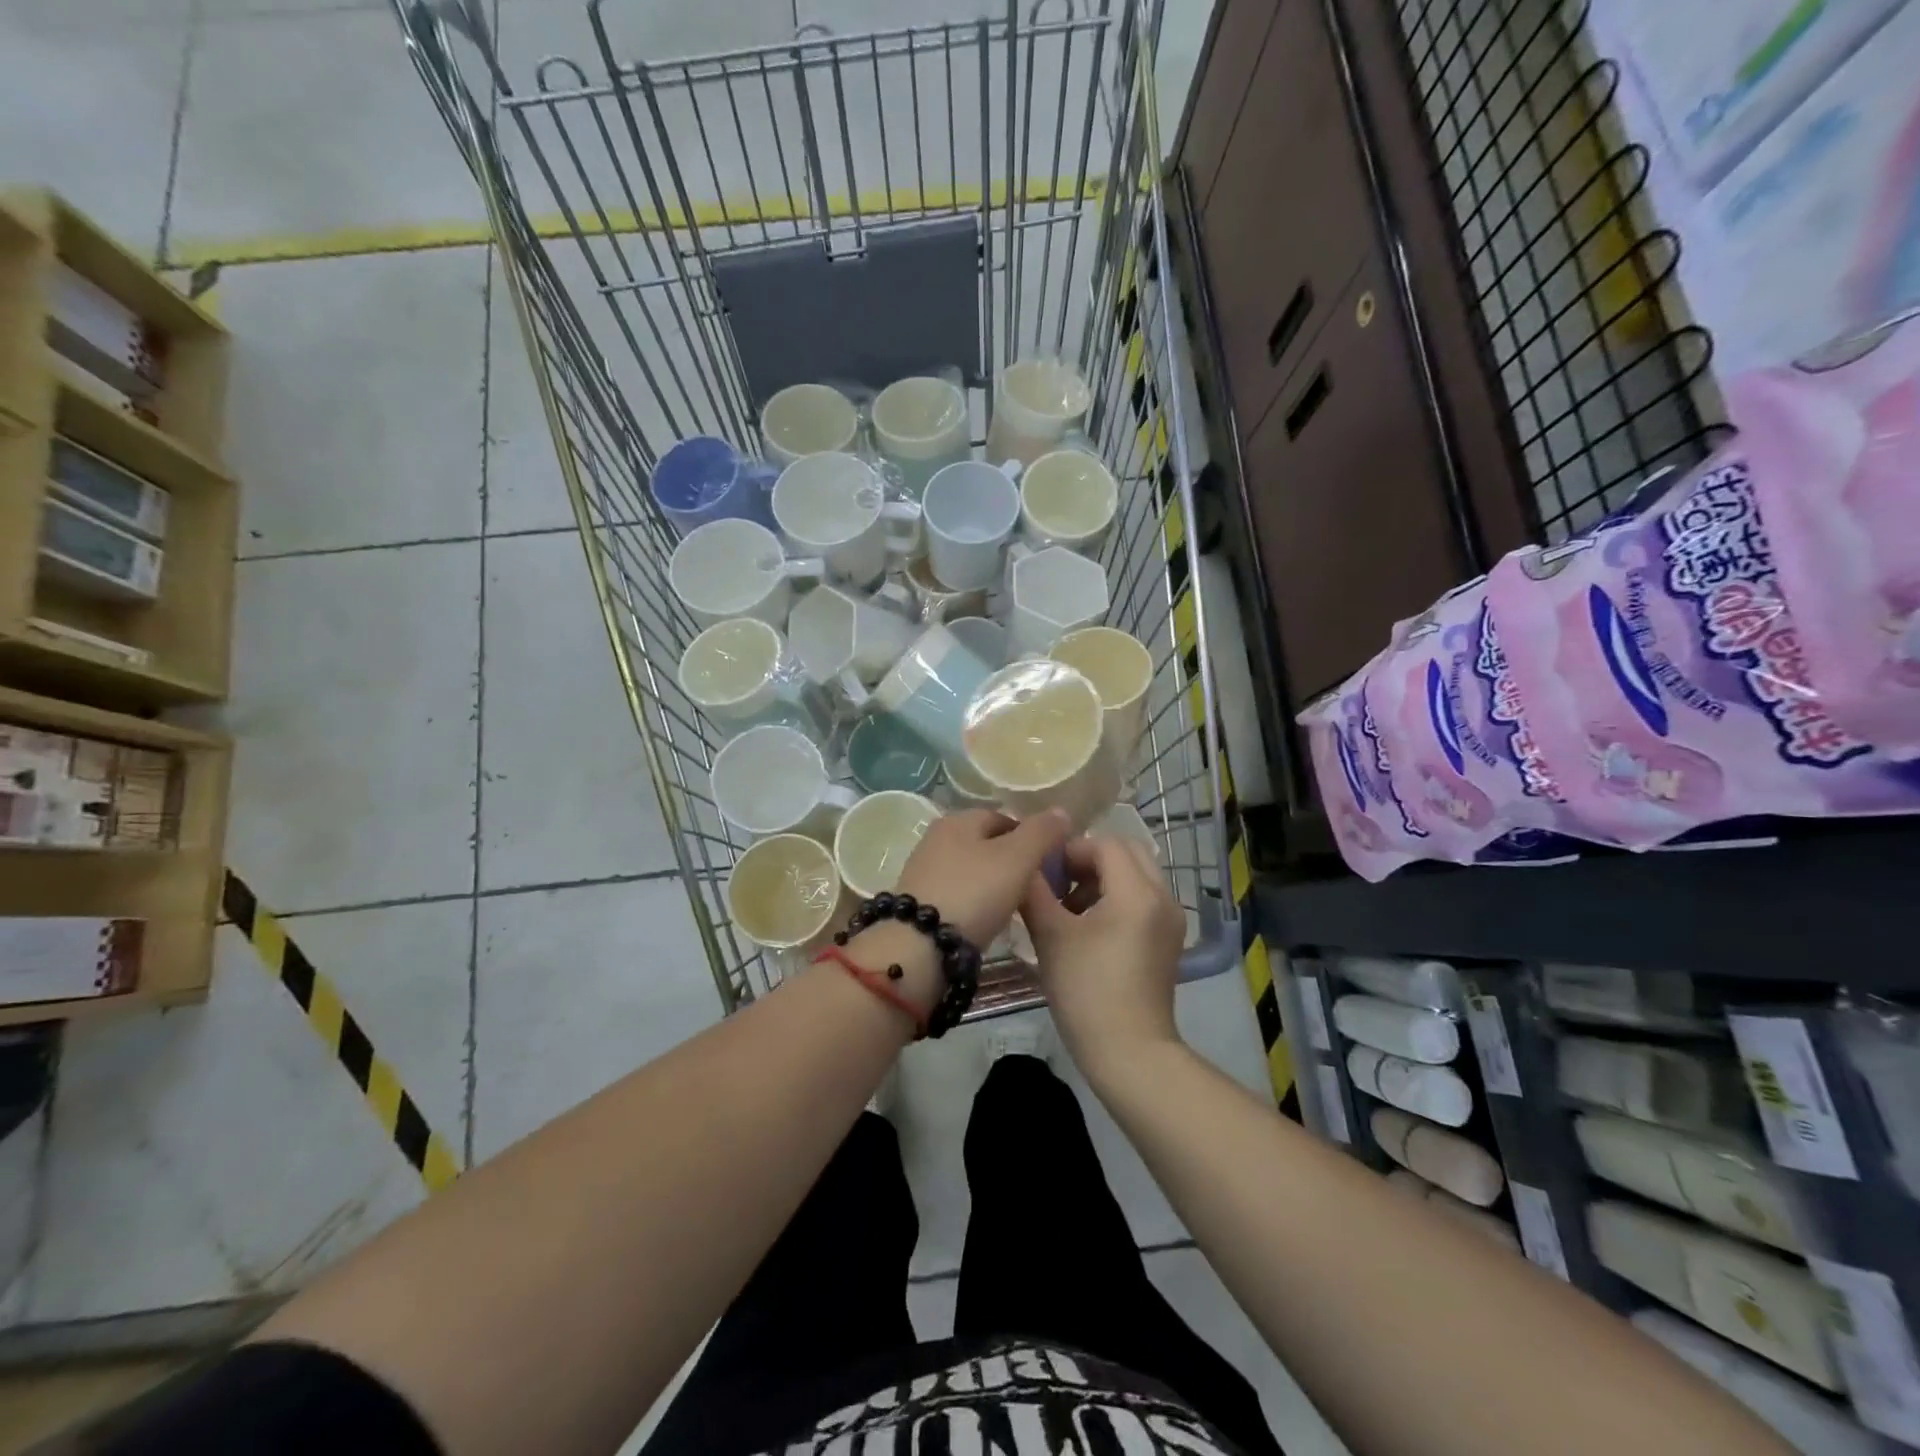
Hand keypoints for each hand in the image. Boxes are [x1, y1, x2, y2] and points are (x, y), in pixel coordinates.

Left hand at [843, 809, 1073, 1019]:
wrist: (919, 947)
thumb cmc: (973, 893)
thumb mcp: (1017, 858)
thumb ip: (1041, 833)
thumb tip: (1061, 812)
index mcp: (958, 819)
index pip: (1003, 817)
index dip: (1030, 836)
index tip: (1050, 863)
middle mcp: (936, 839)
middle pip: (986, 844)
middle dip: (1012, 862)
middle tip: (1037, 887)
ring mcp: (924, 871)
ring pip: (972, 870)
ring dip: (993, 884)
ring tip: (1016, 907)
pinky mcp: (919, 903)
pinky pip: (958, 895)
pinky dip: (976, 903)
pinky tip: (988, 921)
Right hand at [1021, 834, 1184, 1080]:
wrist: (1130, 1053)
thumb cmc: (1087, 992)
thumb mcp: (1051, 937)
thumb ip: (1034, 892)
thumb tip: (1023, 865)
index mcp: (1137, 892)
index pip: (1105, 844)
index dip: (1071, 850)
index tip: (1044, 872)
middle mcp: (1163, 897)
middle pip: (1127, 852)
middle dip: (1089, 860)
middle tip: (1059, 883)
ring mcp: (1170, 919)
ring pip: (1137, 875)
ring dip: (1103, 878)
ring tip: (1069, 908)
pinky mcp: (1169, 939)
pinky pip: (1143, 898)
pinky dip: (1117, 898)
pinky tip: (1090, 928)